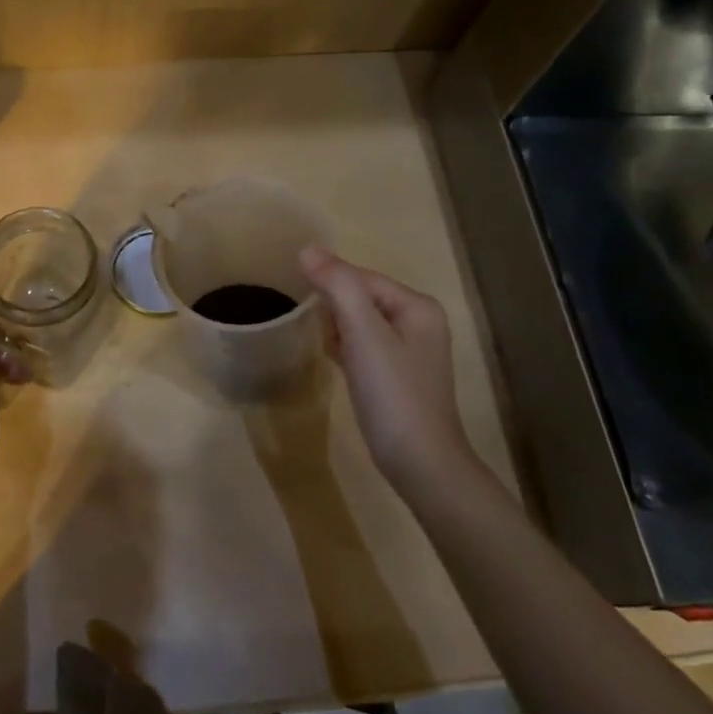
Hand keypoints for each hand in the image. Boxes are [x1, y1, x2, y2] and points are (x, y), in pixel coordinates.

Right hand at [300, 247, 474, 498]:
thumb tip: (308, 249)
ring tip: (309, 333)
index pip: (361, 277)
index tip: (293, 291)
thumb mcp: (364, 334)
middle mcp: (418, 322)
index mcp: (417, 306)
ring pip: (360, 322)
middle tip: (300, 317)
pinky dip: (343, 345)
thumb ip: (339, 286)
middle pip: (361, 296)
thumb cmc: (393, 394)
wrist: (420, 464)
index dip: (327, 280)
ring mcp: (408, 351)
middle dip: (331, 303)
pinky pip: (363, 346)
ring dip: (334, 324)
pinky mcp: (396, 376)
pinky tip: (328, 355)